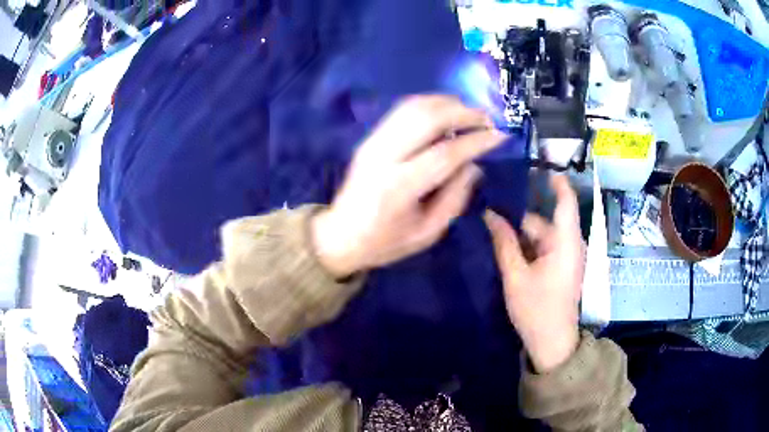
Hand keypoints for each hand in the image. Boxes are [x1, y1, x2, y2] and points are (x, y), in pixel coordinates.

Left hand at [312, 95, 505, 277]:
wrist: (339, 235)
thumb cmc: (385, 242)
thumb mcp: (427, 233)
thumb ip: (454, 198)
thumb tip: (474, 164)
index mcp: (399, 188)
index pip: (445, 153)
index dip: (476, 141)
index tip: (500, 136)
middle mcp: (383, 157)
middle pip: (427, 118)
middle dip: (464, 113)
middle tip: (488, 121)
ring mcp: (373, 142)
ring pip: (413, 106)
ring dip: (447, 103)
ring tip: (470, 115)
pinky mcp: (370, 137)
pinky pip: (403, 110)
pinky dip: (429, 105)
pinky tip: (446, 113)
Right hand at [484, 175, 584, 372]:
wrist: (552, 343)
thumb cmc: (537, 310)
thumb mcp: (516, 276)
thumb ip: (504, 243)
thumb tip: (489, 214)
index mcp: (566, 242)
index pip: (565, 201)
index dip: (555, 180)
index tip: (538, 163)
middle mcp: (570, 244)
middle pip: (544, 221)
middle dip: (518, 217)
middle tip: (488, 211)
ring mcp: (567, 257)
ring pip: (541, 236)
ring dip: (520, 234)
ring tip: (491, 230)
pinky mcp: (561, 268)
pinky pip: (543, 248)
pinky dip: (526, 246)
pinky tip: (505, 249)